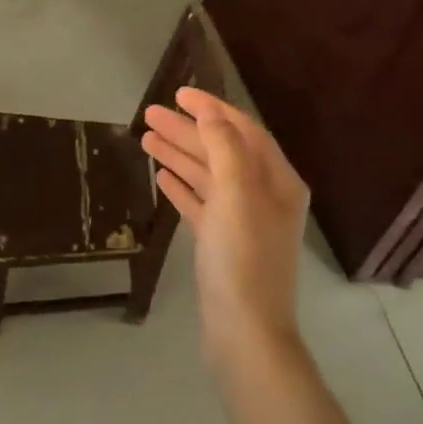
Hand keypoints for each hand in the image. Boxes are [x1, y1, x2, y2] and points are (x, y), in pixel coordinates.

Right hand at [141, 87, 309, 356]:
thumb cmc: (243, 259)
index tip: (179, 93)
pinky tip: (161, 176)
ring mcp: (242, 221)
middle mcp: (263, 196)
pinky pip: (201, 204)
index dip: (212, 110)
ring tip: (146, 138)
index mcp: (277, 181)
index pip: (243, 132)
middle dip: (188, 131)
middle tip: (149, 114)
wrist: (244, 330)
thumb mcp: (236, 195)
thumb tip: (210, 114)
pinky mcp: (222, 243)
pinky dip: (182, 187)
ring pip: (208, 177)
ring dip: (180, 155)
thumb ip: (224, 149)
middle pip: (222, 152)